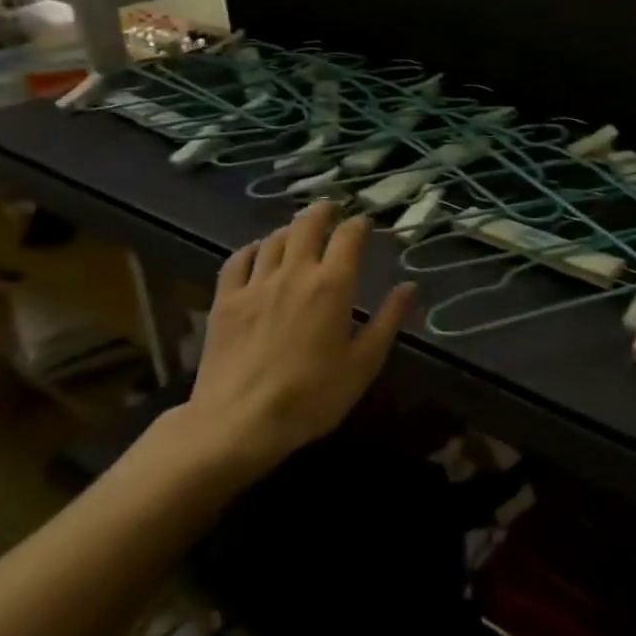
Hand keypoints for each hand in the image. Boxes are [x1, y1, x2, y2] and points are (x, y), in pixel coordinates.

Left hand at [183, 202, 415, 483]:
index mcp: (333, 284)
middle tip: (333, 209)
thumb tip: (410, 286)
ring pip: (274, 239)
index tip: (367, 222)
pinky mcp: (224, 302)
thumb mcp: (364, 363)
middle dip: (324, 211)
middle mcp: (295, 272)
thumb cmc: (311, 397)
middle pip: (308, 224)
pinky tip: (257, 252)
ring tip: (300, 231)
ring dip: (291, 229)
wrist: (236, 426)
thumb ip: (389, 320)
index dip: (360, 223)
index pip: (349, 235)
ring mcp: (255, 285)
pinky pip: (237, 260)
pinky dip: (252, 248)